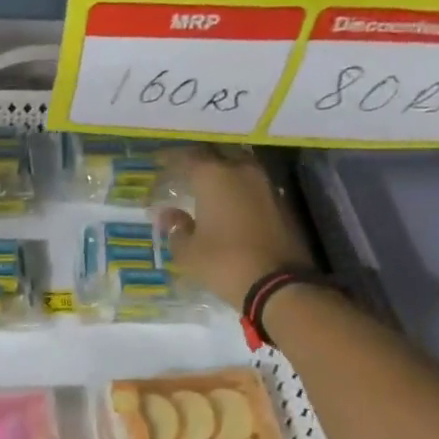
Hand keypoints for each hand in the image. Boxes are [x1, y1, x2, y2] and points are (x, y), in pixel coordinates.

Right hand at [159, 147, 314, 310]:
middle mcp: (241, 171)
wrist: (279, 284)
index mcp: (214, 176)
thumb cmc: (224, 263)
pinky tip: (227, 204)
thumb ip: (176, 228)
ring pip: (238, 167)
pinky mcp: (280, 203)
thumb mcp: (188, 251)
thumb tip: (169, 215)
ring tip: (205, 186)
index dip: (170, 158)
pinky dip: (237, 189)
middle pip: (217, 154)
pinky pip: (251, 186)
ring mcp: (265, 185)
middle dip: (199, 160)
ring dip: (221, 173)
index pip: (187, 156)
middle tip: (184, 170)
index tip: (158, 162)